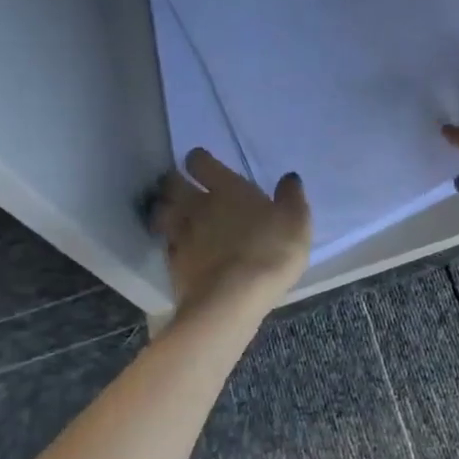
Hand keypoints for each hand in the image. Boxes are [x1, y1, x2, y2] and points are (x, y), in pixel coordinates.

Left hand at [150, 150, 311, 315]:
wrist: (233, 299)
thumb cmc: (270, 252)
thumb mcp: (296, 222)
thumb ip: (291, 197)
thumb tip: (289, 177)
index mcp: (227, 189)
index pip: (201, 162)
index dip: (199, 159)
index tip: (201, 162)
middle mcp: (197, 206)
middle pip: (172, 184)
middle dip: (174, 181)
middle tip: (182, 186)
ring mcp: (181, 235)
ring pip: (161, 212)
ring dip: (165, 210)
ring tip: (172, 215)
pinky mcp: (173, 263)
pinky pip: (166, 244)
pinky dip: (169, 242)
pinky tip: (179, 248)